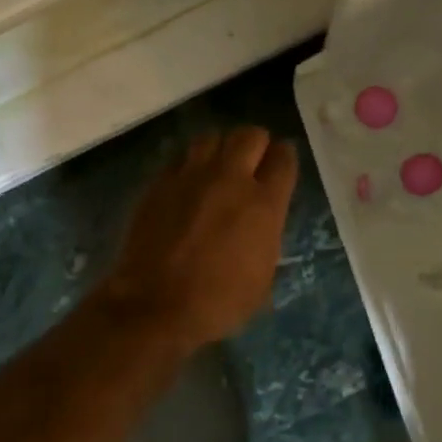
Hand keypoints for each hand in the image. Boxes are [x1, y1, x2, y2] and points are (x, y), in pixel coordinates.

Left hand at [100, 127, 297, 351]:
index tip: (281, 163)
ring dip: (220, 148)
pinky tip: (188, 182)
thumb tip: (262, 222)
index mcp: (263, 204)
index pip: (283, 159)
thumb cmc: (218, 302)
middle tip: (252, 161)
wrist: (156, 305)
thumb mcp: (263, 277)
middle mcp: (230, 179)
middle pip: (249, 136)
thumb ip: (266, 236)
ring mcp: (191, 177)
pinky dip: (189, 164)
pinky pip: (180, 158)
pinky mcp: (160, 183)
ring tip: (218, 166)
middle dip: (256, 144)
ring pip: (211, 138)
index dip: (285, 157)